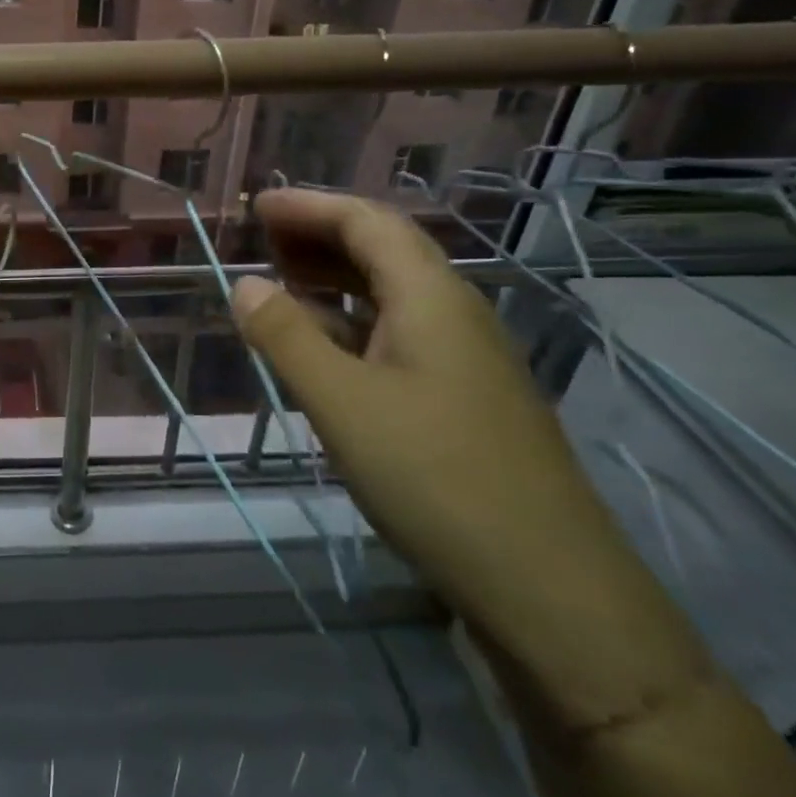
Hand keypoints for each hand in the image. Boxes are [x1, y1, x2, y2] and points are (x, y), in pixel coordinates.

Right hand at [231, 187, 708, 731]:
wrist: (551, 591)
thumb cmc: (436, 479)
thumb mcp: (342, 403)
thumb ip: (287, 337)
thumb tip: (244, 283)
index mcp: (432, 298)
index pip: (368, 222)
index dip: (309, 206)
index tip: (256, 205)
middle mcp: (454, 315)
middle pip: (383, 251)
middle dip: (319, 235)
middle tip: (260, 239)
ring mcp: (465, 360)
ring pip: (390, 296)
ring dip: (333, 279)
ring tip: (280, 284)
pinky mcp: (463, 400)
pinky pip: (396, 336)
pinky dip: (350, 324)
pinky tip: (322, 349)